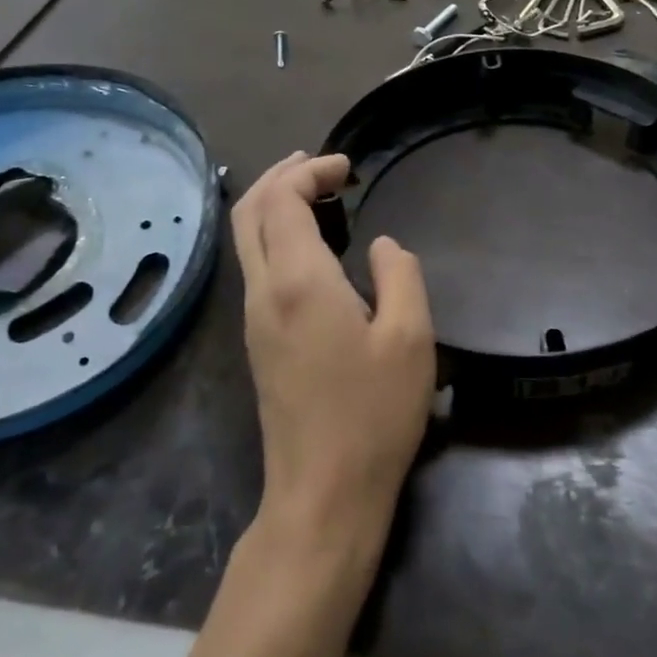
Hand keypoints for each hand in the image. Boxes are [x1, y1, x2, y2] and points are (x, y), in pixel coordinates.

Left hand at [231, 152, 435, 547]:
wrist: (323, 492)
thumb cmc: (374, 414)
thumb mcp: (411, 338)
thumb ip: (400, 275)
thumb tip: (381, 246)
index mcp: (298, 281)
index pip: (282, 199)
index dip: (310, 171)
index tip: (347, 168)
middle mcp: (263, 291)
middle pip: (249, 210)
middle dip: (279, 176)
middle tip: (318, 164)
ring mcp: (253, 318)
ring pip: (245, 239)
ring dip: (272, 204)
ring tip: (311, 191)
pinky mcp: (256, 342)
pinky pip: (254, 266)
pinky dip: (273, 235)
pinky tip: (306, 244)